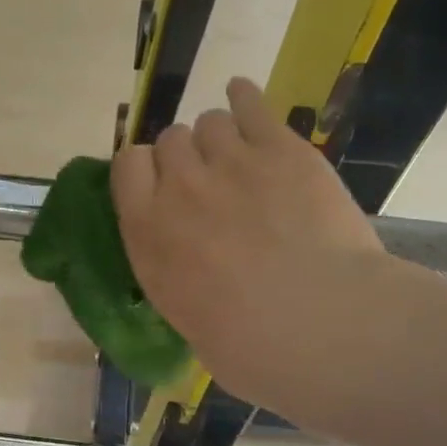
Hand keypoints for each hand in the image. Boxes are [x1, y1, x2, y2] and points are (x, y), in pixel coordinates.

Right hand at [111, 78, 399, 408]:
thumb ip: (178, 276)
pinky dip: (246, 98)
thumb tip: (193, 272)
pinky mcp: (281, 149)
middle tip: (211, 186)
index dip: (143, 171)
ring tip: (241, 160)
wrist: (320, 326)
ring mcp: (231, 162)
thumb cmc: (248, 348)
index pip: (126, 166)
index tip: (160, 188)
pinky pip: (251, 104)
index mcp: (146, 231)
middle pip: (169, 140)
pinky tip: (246, 97)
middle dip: (186, 158)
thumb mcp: (186, 318)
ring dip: (220, 138)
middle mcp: (179, 186)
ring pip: (210, 121)